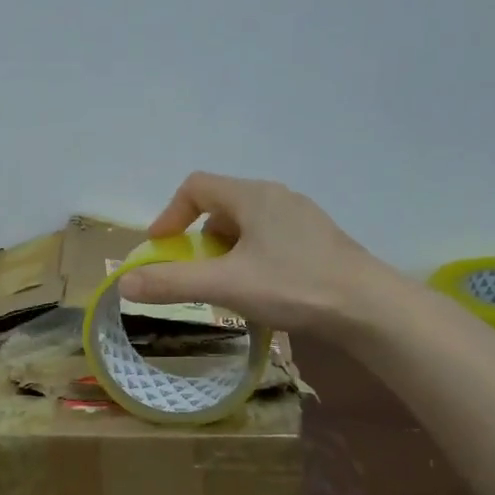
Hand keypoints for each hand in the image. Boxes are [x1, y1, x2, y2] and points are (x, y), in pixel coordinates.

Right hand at [119, 172, 403, 334]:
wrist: (369, 307)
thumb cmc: (293, 285)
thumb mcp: (225, 285)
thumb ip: (172, 283)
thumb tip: (125, 283)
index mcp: (253, 196)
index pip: (196, 186)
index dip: (170, 214)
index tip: (161, 247)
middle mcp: (277, 197)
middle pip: (220, 206)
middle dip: (198, 238)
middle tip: (195, 272)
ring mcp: (302, 218)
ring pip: (246, 225)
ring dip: (225, 251)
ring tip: (227, 285)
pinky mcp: (318, 240)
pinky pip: (270, 239)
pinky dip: (251, 258)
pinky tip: (262, 290)